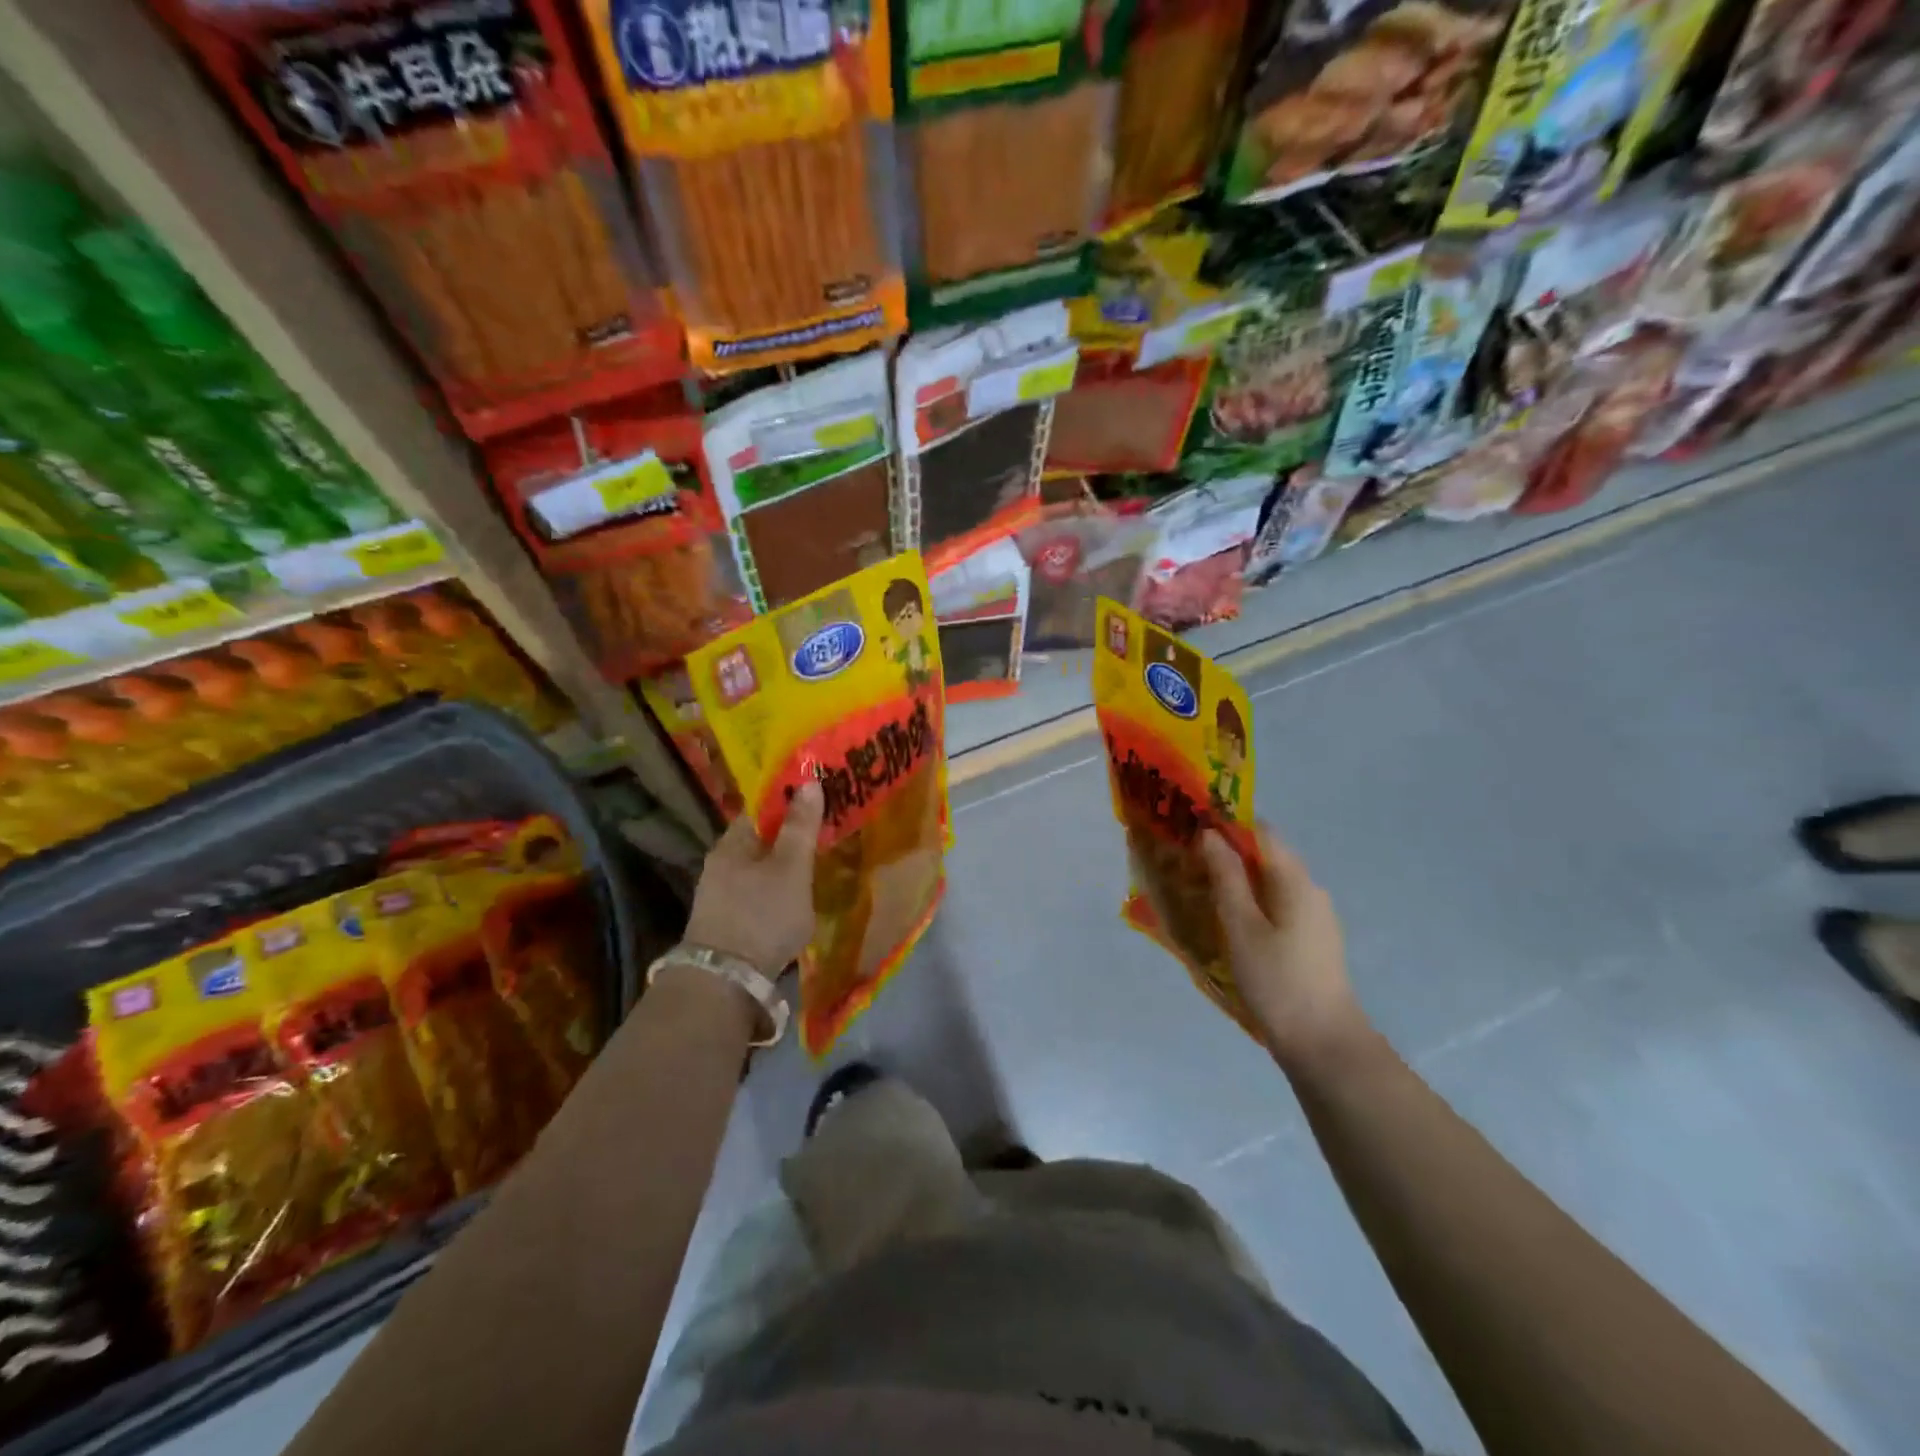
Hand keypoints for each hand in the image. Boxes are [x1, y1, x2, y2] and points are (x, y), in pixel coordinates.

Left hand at [684, 781, 822, 976]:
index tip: (821, 800)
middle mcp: (721, 863)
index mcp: (732, 843)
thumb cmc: (762, 915)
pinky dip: (777, 889)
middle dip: (790, 835)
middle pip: (760, 838)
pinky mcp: (727, 922)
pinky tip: (795, 899)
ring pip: (759, 868)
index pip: (762, 808)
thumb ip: (800, 827)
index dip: (791, 801)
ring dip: (784, 865)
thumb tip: (808, 782)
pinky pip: (757, 892)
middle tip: (826, 834)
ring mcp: (720, 895)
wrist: (726, 983)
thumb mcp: (791, 867)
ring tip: (816, 866)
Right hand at [1200, 824, 1372, 1078]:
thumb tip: (1210, 834)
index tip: (1191, 831)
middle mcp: (1310, 889)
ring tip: (1199, 893)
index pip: (1261, 831)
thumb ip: (1226, 876)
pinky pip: (1276, 906)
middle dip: (1226, 854)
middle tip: (1186, 864)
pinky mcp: (1311, 940)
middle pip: (1265, 856)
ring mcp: (1314, 916)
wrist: (1323, 1043)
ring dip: (1236, 880)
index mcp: (1295, 880)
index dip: (1226, 825)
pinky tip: (1227, 923)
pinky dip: (1250, 903)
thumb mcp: (1241, 925)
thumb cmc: (1277, 980)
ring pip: (1269, 883)